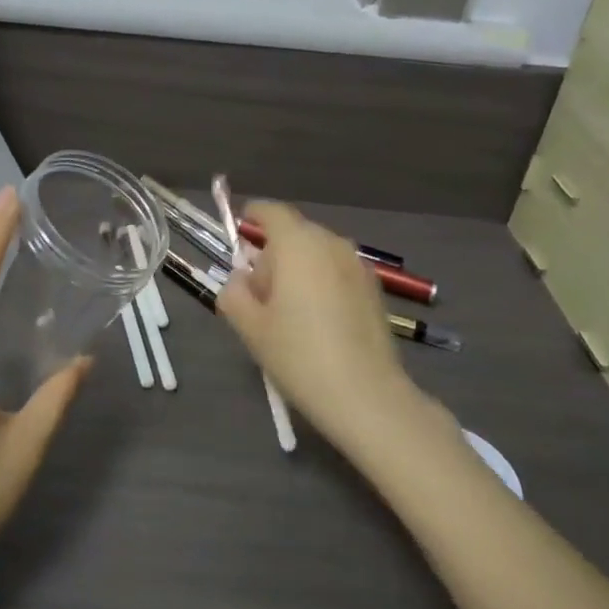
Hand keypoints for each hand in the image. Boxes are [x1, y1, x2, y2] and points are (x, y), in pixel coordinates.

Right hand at [216, 201, 436, 456]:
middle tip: (258, 291)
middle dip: (274, 252)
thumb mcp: (250, 326)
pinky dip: (321, 282)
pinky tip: (316, 320)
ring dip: (299, 267)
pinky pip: (337, 271)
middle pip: (295, 233)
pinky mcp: (374, 289)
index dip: (253, 216)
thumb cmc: (298, 354)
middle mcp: (331, 244)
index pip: (271, 212)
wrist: (365, 396)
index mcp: (297, 244)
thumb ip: (234, 293)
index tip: (240, 229)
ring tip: (288, 310)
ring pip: (318, 253)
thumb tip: (239, 280)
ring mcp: (358, 265)